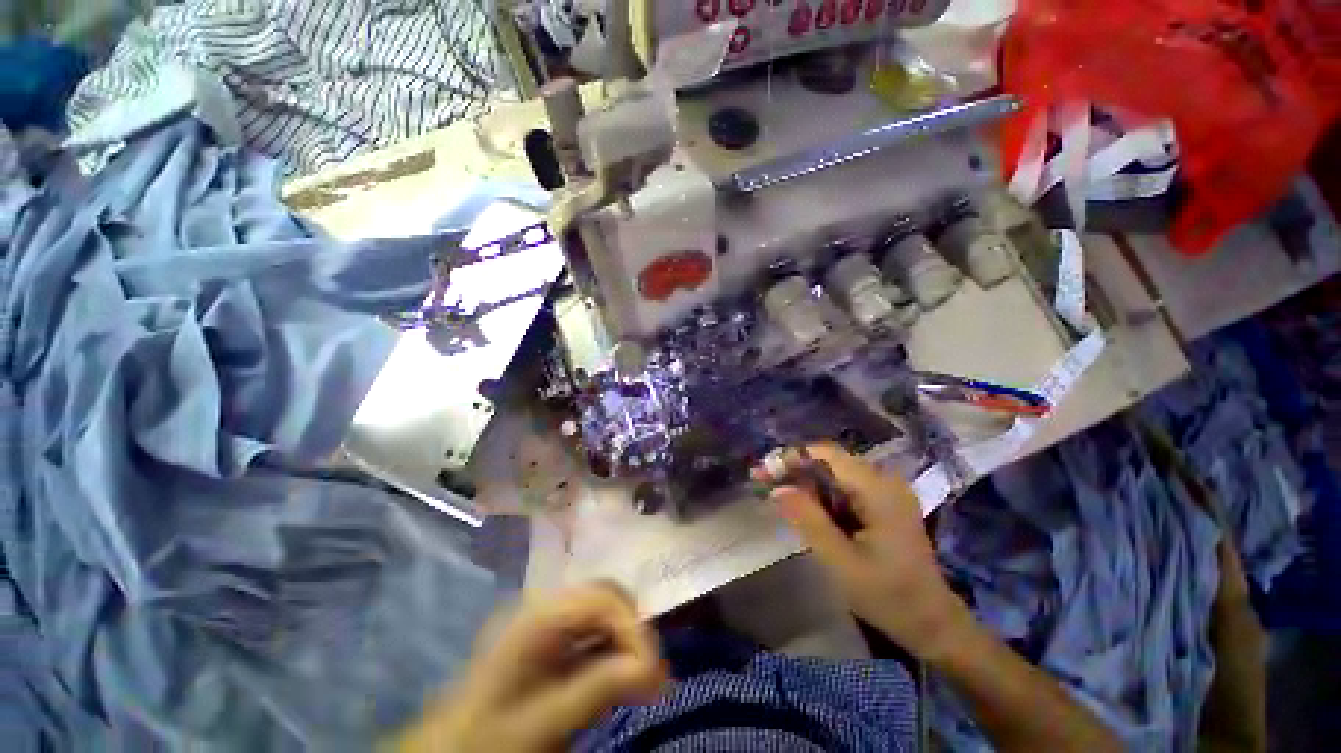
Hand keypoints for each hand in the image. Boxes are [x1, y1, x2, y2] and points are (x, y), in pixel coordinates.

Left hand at [397, 584, 667, 752]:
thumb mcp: (545, 720)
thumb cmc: (490, 738)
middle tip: (655, 674)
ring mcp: (550, 619)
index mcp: (539, 614)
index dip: (634, 628)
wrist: (450, 751)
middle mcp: (547, 603)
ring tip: (647, 680)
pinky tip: (624, 678)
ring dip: (628, 641)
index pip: (603, 599)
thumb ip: (599, 688)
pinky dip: (615, 650)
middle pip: (607, 597)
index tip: (655, 671)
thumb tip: (652, 667)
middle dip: (634, 631)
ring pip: (604, 612)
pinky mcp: (553, 638)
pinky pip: (594, 632)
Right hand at [757, 443, 969, 660]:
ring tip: (780, 498)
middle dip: (795, 470)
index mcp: (878, 490)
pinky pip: (845, 487)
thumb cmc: (888, 596)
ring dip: (806, 483)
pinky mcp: (885, 503)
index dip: (792, 457)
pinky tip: (808, 511)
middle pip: (830, 461)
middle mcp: (885, 481)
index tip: (764, 472)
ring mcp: (887, 491)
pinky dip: (822, 495)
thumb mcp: (841, 562)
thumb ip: (808, 521)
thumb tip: (778, 489)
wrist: (933, 623)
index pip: (827, 454)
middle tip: (765, 485)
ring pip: (835, 473)